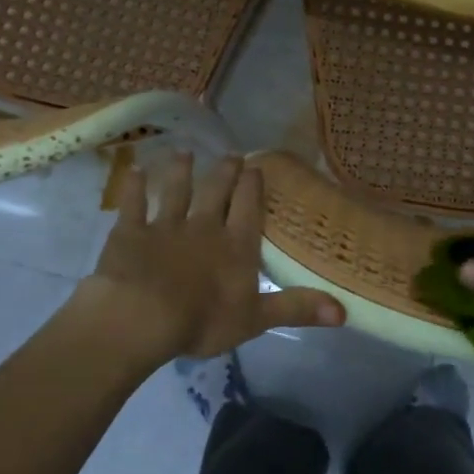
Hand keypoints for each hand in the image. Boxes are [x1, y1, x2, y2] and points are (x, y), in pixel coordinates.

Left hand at [75, 153, 344, 363]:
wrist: (142, 317)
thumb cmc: (203, 320)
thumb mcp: (257, 319)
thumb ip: (297, 309)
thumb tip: (344, 312)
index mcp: (236, 246)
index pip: (248, 208)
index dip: (253, 187)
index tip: (255, 168)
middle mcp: (204, 227)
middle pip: (216, 193)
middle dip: (224, 173)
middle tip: (230, 155)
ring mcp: (165, 227)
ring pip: (175, 192)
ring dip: (180, 172)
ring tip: (185, 153)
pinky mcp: (130, 233)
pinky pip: (132, 205)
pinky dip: (133, 188)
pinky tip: (134, 171)